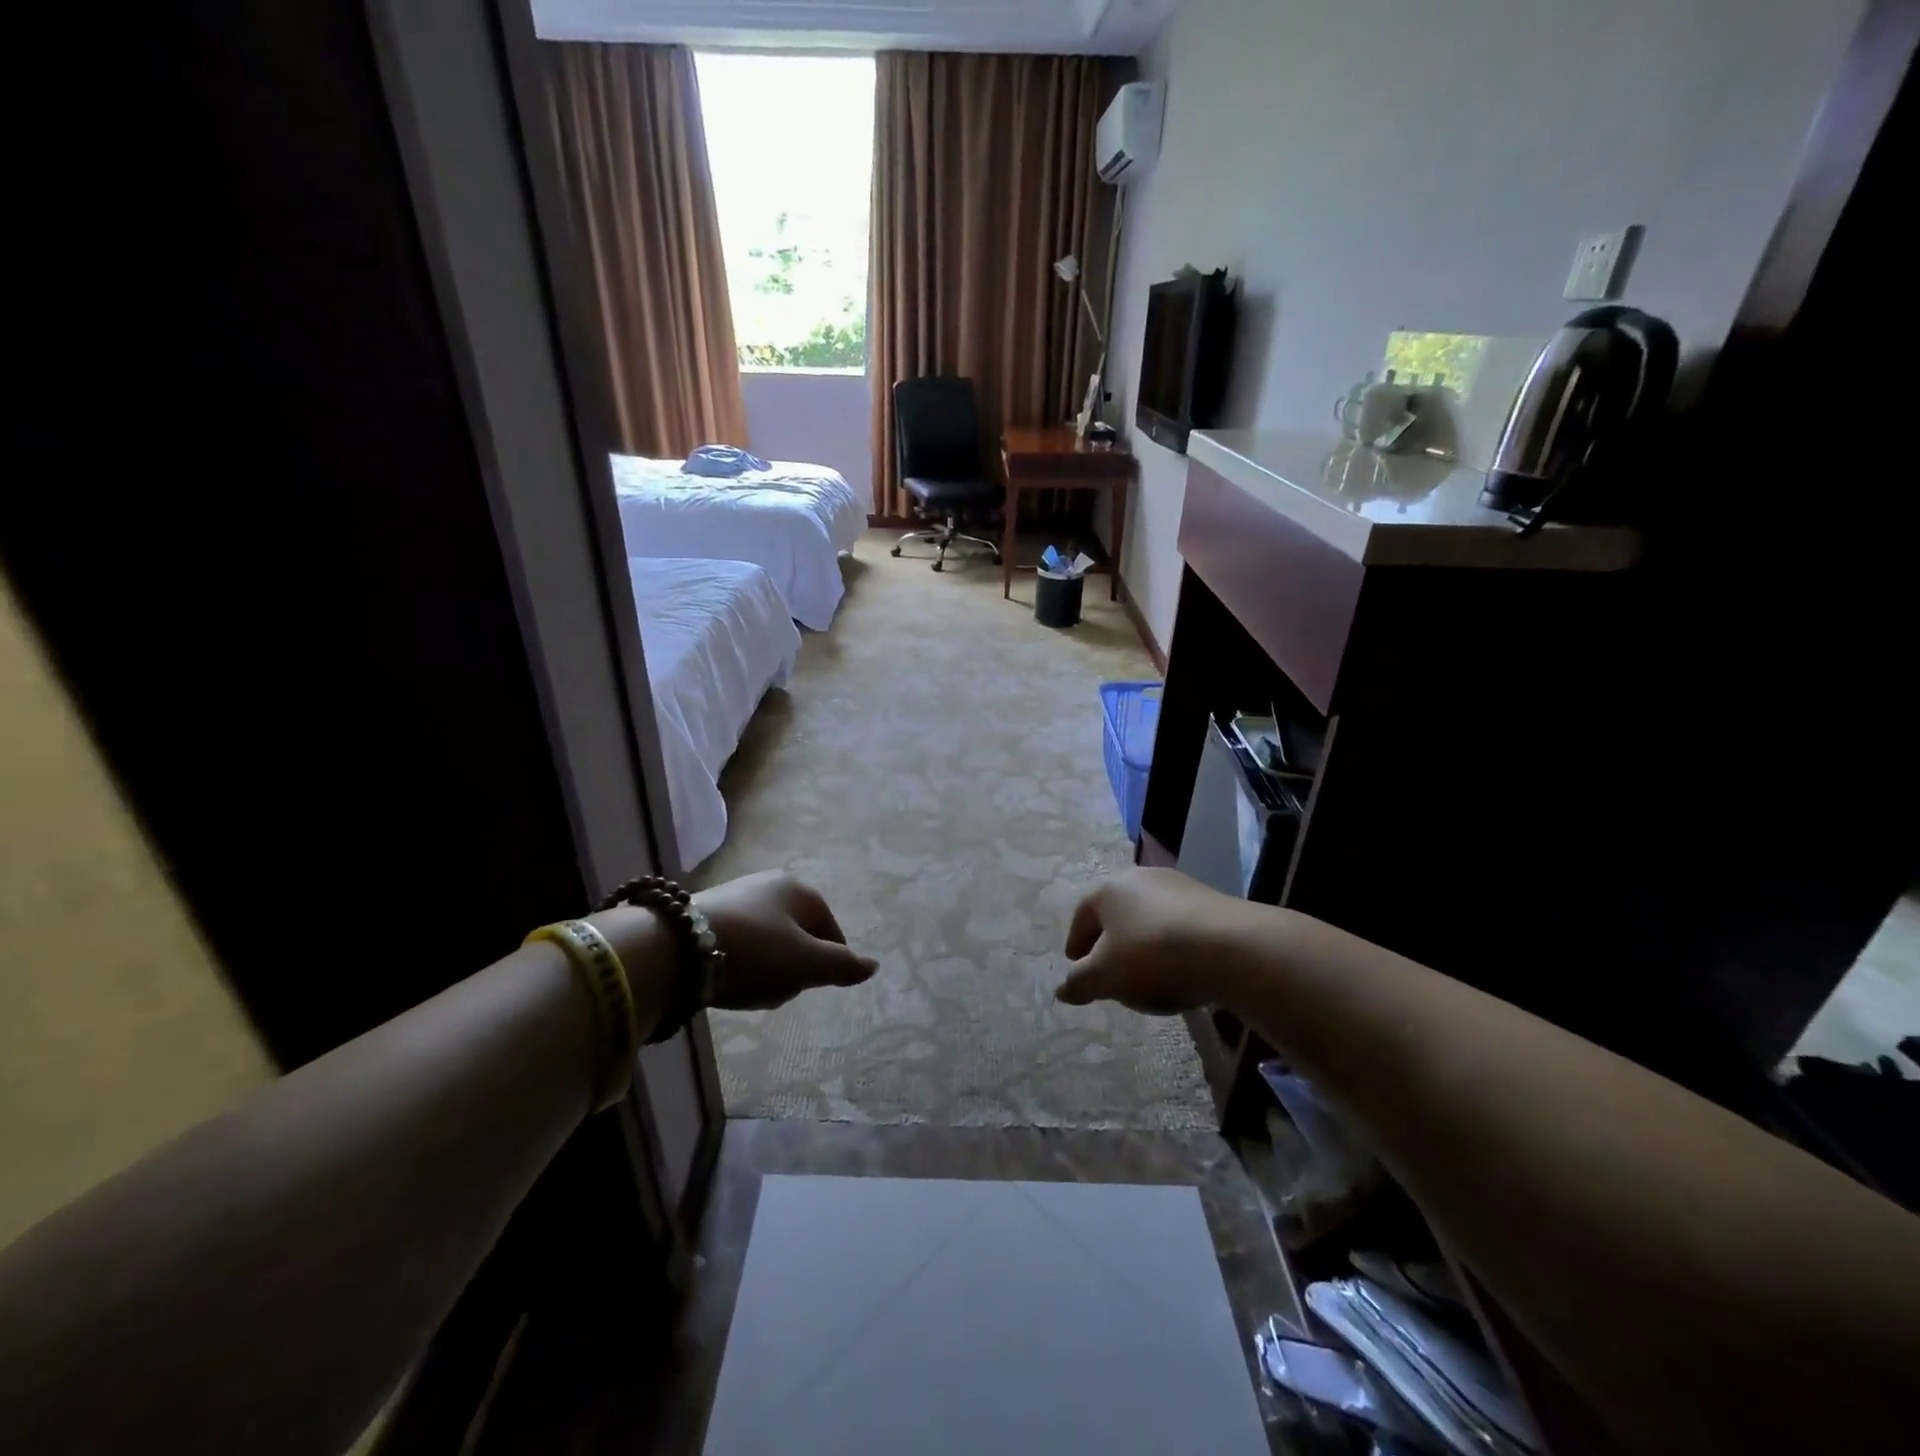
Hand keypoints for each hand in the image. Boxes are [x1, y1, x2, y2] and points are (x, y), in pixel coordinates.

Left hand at [695, 872, 877, 1010]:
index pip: (832, 933)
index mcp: (802, 891)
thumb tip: (873, 966)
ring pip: (769, 942)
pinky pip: (739, 942)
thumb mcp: (805, 964)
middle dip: (792, 967)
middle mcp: (772, 884)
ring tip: (747, 987)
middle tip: (776, 989)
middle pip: (799, 937)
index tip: (807, 987)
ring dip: (764, 968)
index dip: (826, 964)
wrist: (676, 946)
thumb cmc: (754, 952)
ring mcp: (739, 895)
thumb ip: (841, 966)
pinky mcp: (708, 911)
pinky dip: (738, 962)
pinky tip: (725, 979)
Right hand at [1055, 867, 1248, 1014]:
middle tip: (1108, 970)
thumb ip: (1080, 983)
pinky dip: (1171, 944)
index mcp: (1108, 889)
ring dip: (1141, 942)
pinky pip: (1178, 924)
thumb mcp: (1106, 977)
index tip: (1076, 966)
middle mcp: (1140, 878)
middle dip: (1108, 941)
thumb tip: (1062, 990)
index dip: (1075, 943)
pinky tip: (1179, 968)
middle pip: (1115, 912)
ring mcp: (1178, 885)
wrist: (1231, 947)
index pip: (1081, 915)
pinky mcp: (1211, 900)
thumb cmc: (1152, 956)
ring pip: (1148, 916)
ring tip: (1146, 974)